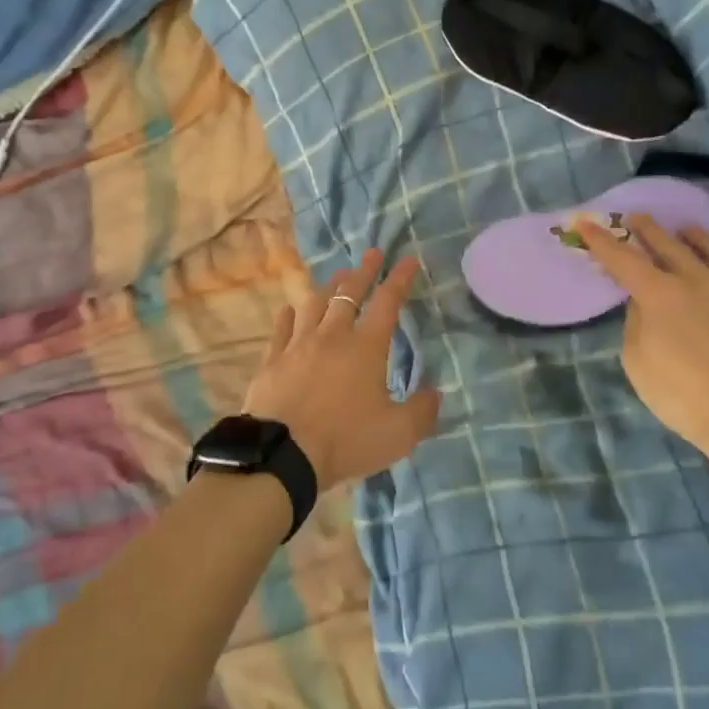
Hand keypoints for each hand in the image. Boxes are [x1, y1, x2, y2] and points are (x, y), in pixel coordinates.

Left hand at [243, 250, 440, 489]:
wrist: (283, 453)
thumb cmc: (345, 440)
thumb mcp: (398, 434)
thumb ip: (422, 412)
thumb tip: (435, 393)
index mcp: (366, 347)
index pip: (387, 303)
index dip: (400, 279)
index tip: (408, 261)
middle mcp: (332, 335)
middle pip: (349, 294)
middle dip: (364, 271)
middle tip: (372, 254)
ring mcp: (298, 344)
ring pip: (314, 303)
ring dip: (329, 287)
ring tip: (338, 278)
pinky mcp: (273, 359)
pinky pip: (282, 328)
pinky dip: (289, 315)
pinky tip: (290, 310)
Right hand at [572, 216, 708, 458]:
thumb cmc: (684, 396)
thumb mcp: (638, 363)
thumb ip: (636, 323)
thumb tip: (643, 302)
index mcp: (660, 295)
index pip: (623, 259)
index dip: (602, 241)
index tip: (587, 224)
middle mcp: (699, 280)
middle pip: (669, 244)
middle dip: (647, 229)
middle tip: (637, 219)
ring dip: (696, 236)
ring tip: (687, 230)